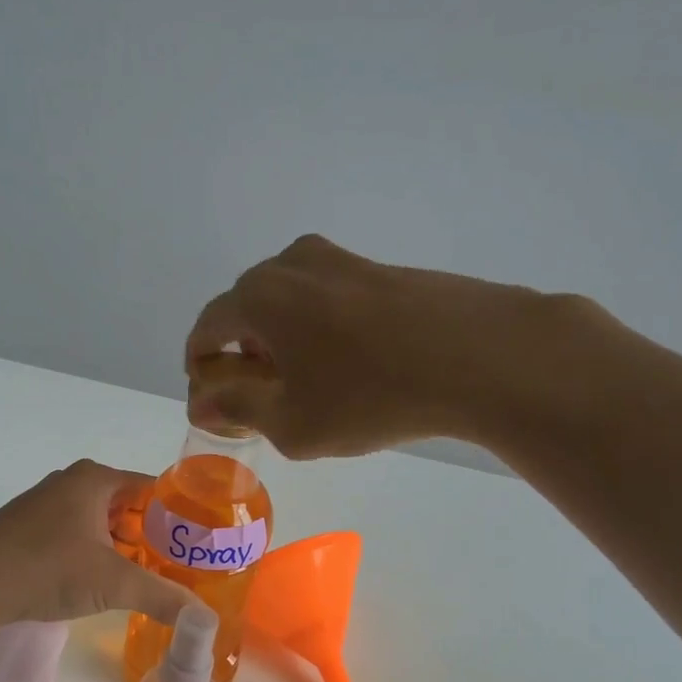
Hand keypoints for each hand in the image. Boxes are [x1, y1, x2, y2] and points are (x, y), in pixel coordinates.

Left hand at [0, 461, 197, 625]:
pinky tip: (104, 582)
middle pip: (128, 506)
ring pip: (101, 522)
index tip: (199, 542)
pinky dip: (95, 554)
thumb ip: (163, 597)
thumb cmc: (48, 567)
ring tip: (149, 577)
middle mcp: (71, 483)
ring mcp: (46, 505)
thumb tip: (205, 620)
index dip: (179, 514)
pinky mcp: (28, 529)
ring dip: (123, 547)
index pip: (153, 488)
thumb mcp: (113, 583)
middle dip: (152, 535)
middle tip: (179, 565)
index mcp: (96, 479)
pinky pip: (77, 535)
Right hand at [184, 234, 546, 457]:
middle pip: (244, 312)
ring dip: (280, 343)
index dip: (201, 370)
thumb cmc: (371, 395)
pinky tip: (349, 367)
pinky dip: (317, 332)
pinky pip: (324, 300)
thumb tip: (202, 400)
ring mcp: (338, 260)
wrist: (481, 355)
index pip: (206, 330)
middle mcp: (289, 264)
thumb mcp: (290, 421)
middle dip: (242, 356)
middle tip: (262, 401)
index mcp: (258, 296)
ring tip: (308, 387)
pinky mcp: (377, 268)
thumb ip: (236, 408)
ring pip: (286, 304)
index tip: (215, 404)